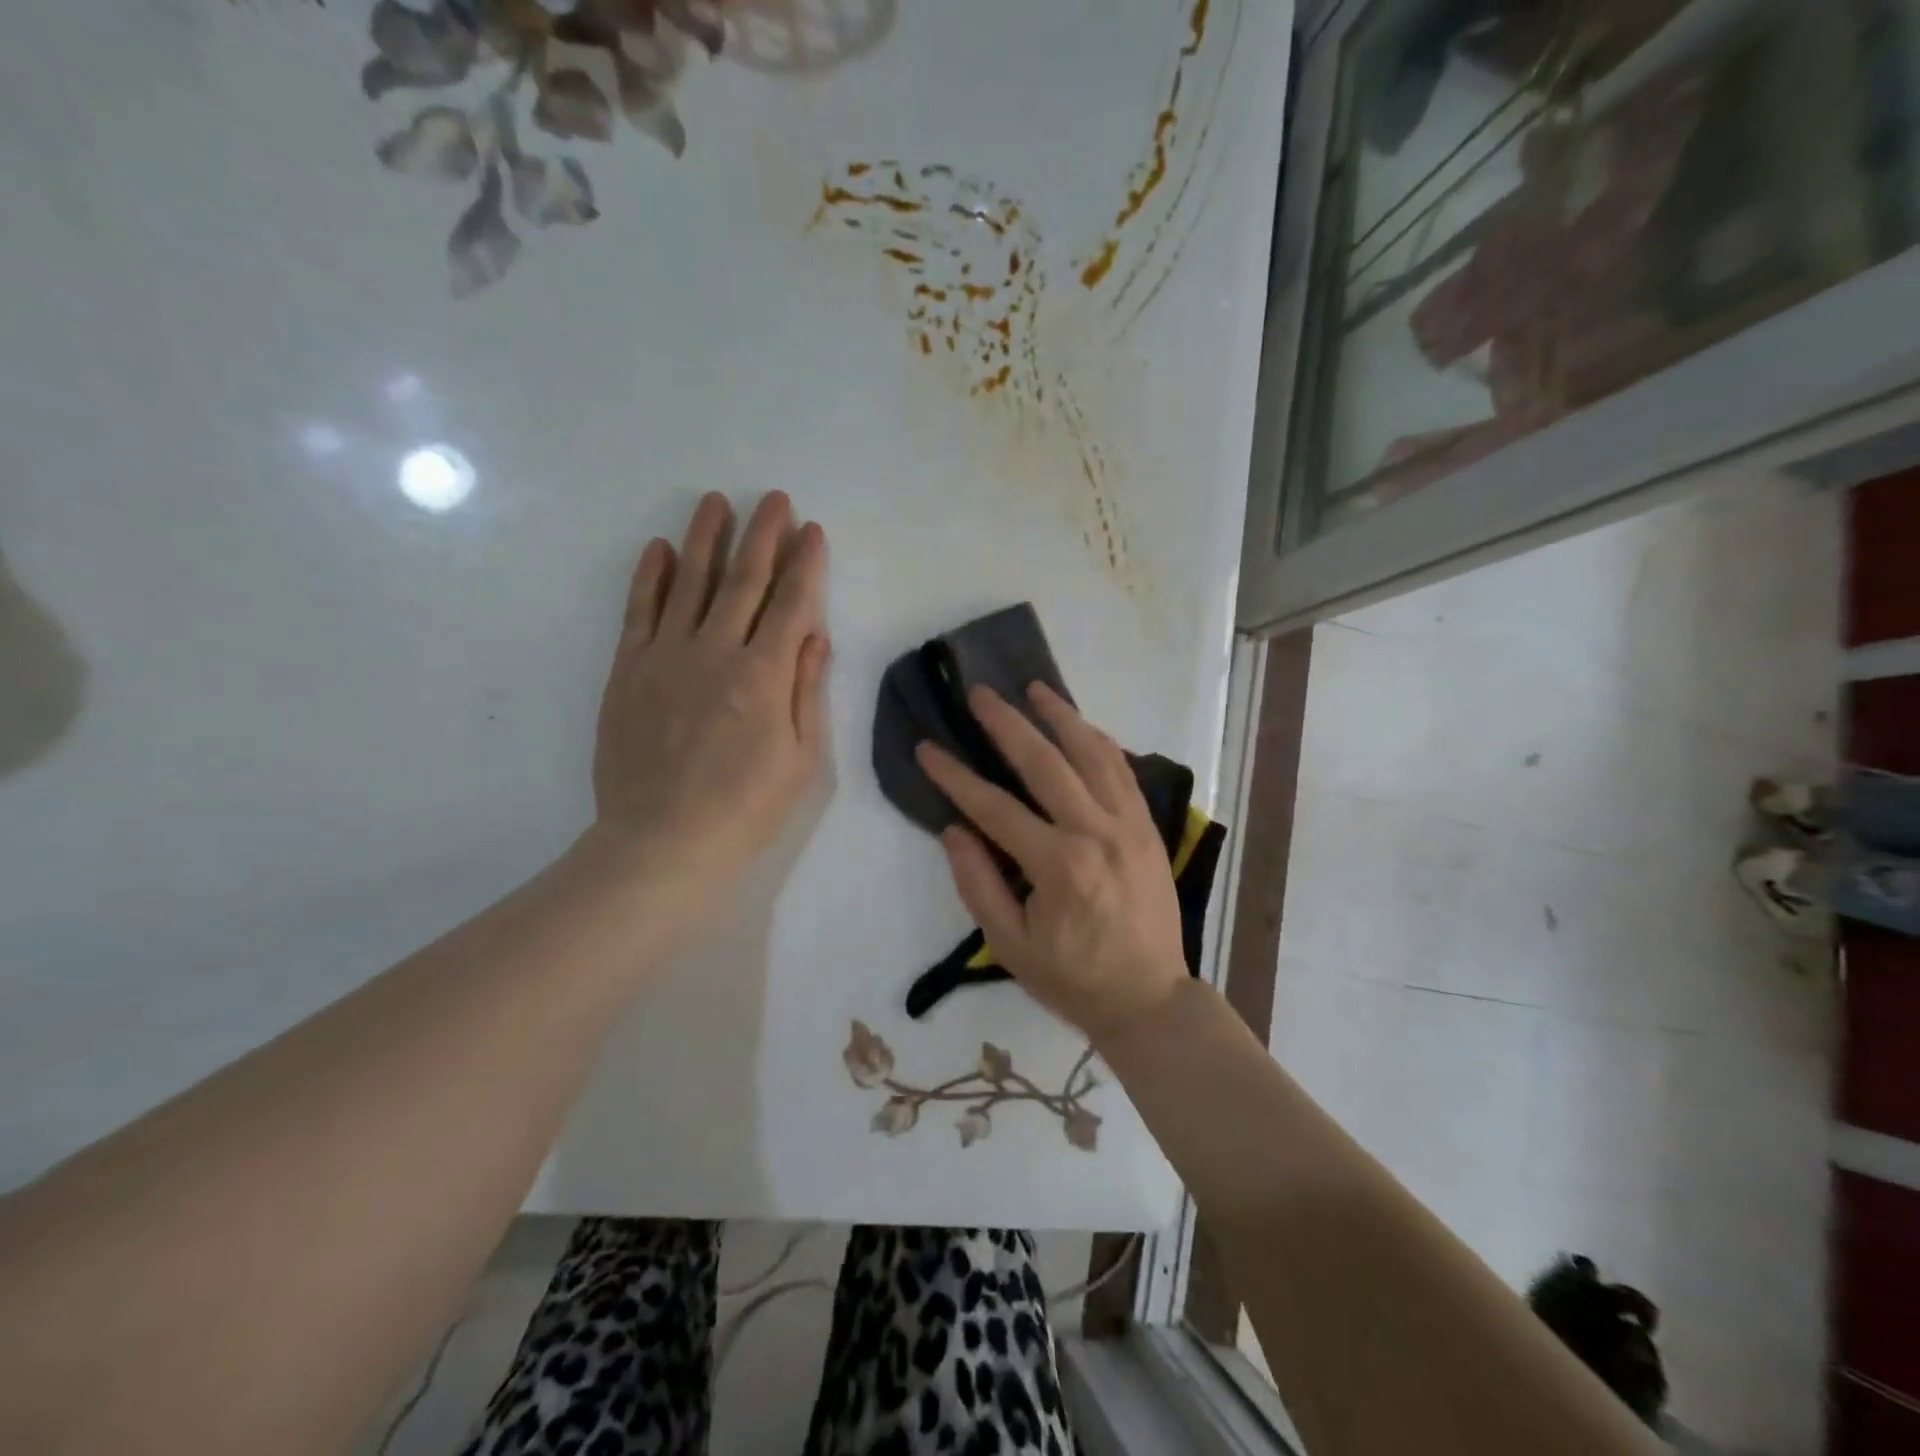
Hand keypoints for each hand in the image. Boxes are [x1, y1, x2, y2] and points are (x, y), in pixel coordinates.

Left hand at [591, 490, 828, 887]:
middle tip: (774, 498)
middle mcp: (717, 652)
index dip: (805, 564)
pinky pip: (640, 611)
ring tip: (716, 502)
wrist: (661, 842)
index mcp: (765, 676)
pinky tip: (660, 549)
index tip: (812, 530)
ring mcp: (666, 656)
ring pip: (690, 583)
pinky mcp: (628, 670)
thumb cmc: (745, 808)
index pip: (792, 604)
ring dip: (706, 539)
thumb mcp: (800, 760)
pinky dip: (651, 576)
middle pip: (744, 581)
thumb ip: (806, 691)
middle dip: (763, 535)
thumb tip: (815, 635)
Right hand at [915, 684, 1187, 1043]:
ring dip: (1061, 716)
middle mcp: (1096, 833)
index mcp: (1058, 866)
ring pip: (1093, 754)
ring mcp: (1128, 825)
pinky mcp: (1148, 828)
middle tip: (980, 694)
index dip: (955, 776)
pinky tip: (1080, 724)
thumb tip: (954, 828)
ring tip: (1034, 688)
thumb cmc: (1072, 978)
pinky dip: (1099, 741)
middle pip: (1046, 763)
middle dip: (1007, 724)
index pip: (995, 807)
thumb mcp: (1010, 945)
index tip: (927, 749)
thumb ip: (978, 883)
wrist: (1150, 999)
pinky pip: (1123, 771)